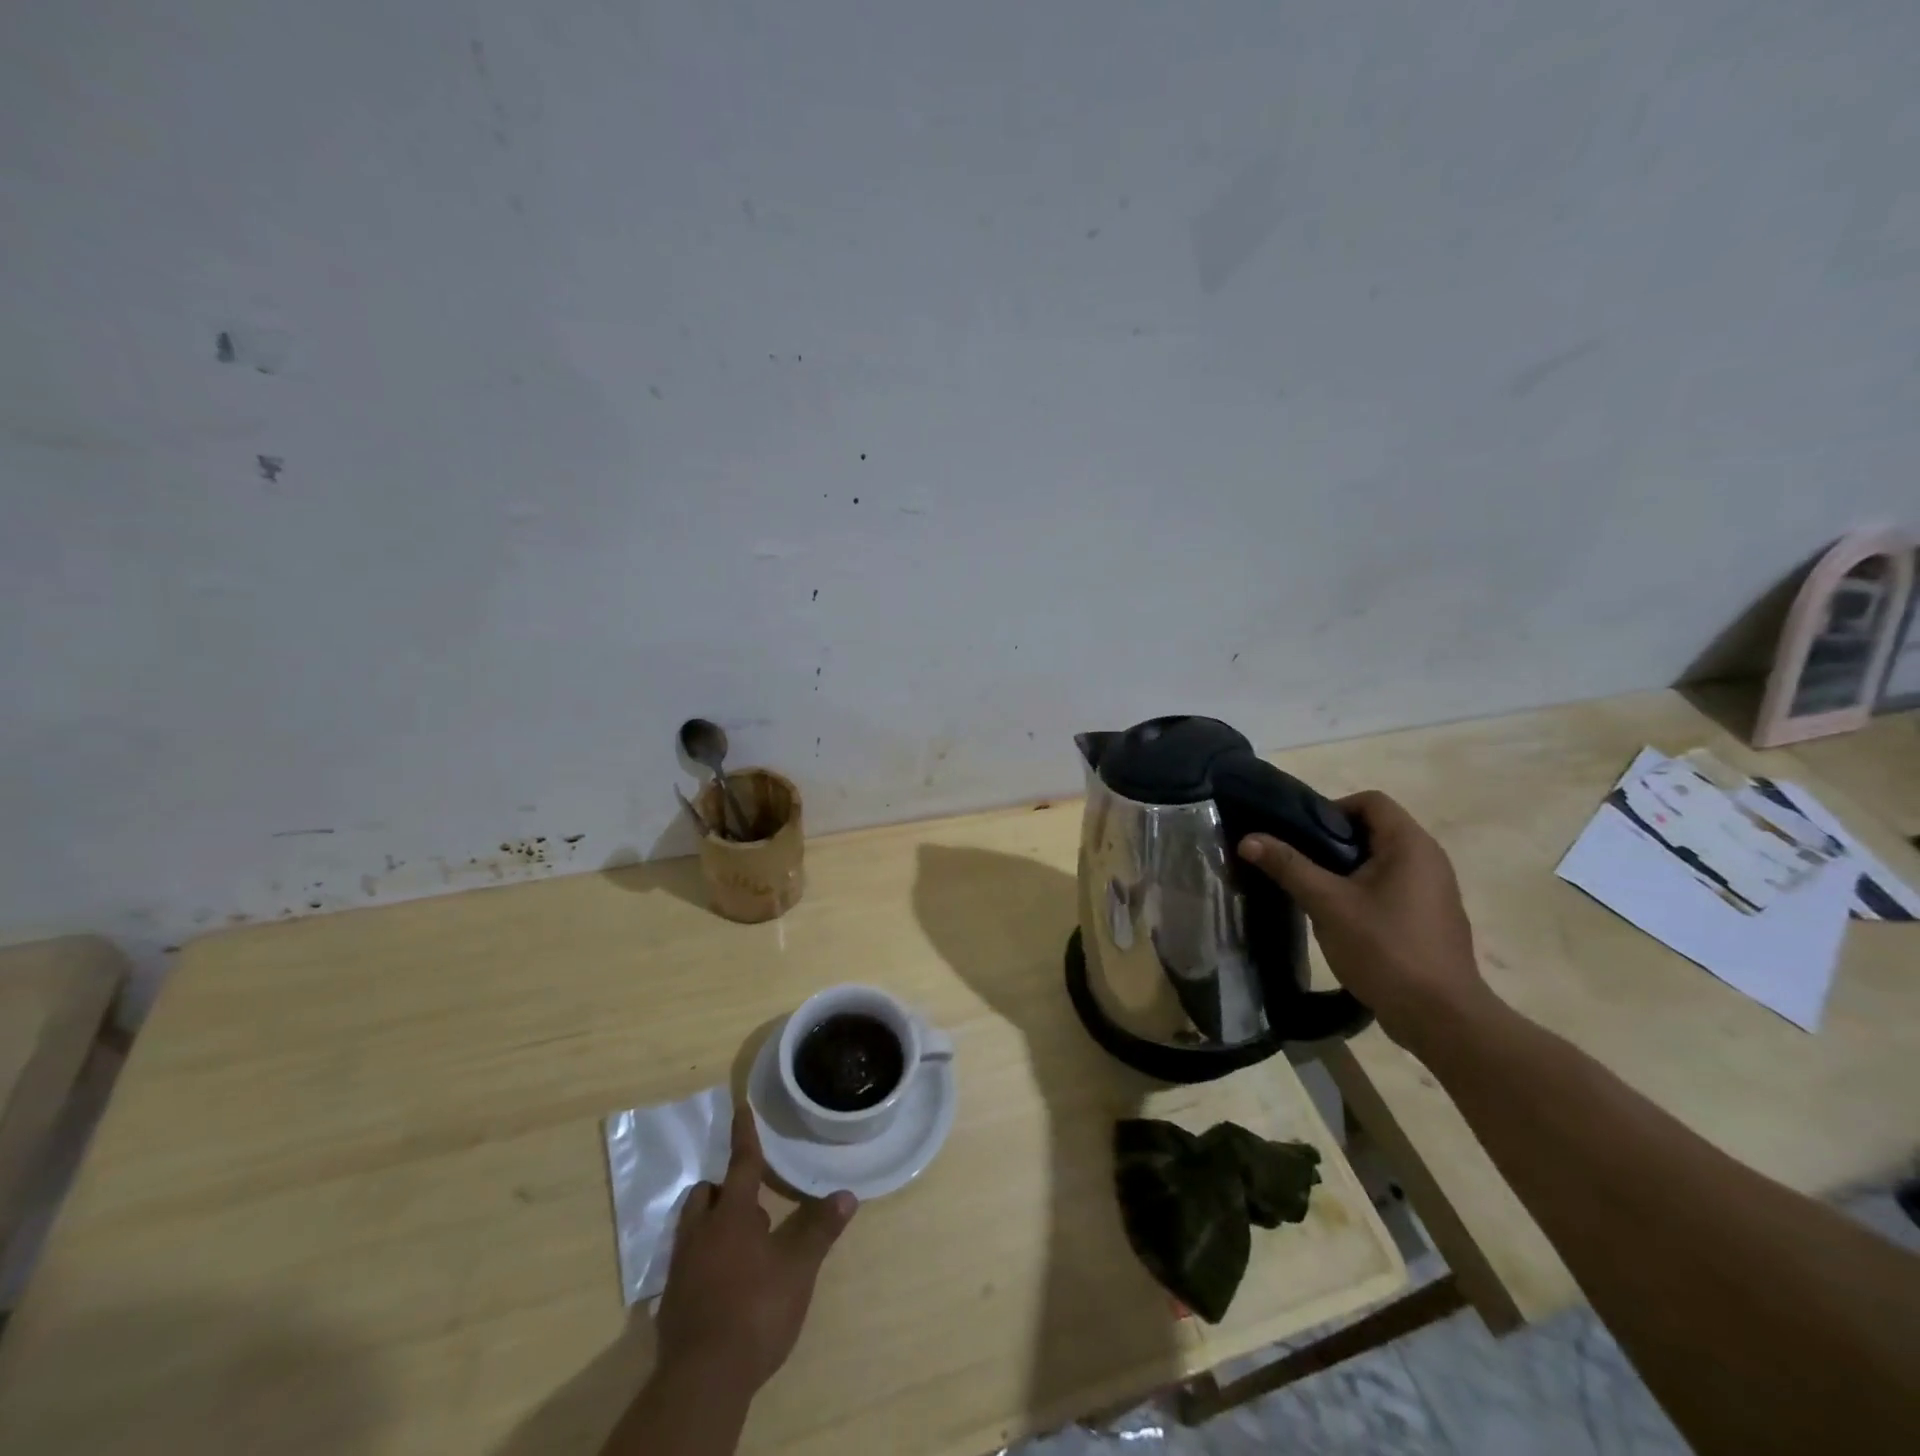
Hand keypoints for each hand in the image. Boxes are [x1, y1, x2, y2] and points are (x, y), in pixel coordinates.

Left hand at [655, 1103, 857, 1395]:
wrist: (703, 1380)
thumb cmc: (755, 1309)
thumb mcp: (798, 1268)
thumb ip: (820, 1229)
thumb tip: (848, 1194)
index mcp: (732, 1215)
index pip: (740, 1164)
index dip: (745, 1136)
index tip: (740, 1107)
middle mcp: (701, 1232)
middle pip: (706, 1194)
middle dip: (725, 1188)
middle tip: (752, 1200)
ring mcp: (682, 1268)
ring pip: (693, 1226)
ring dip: (714, 1222)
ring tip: (743, 1240)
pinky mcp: (673, 1301)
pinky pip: (688, 1261)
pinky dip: (705, 1257)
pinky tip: (727, 1280)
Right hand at [1238, 790, 1487, 1049]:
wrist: (1441, 1017)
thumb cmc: (1385, 949)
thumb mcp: (1328, 904)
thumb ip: (1288, 867)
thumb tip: (1248, 839)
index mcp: (1411, 845)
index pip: (1370, 802)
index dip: (1331, 809)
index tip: (1301, 836)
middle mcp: (1429, 859)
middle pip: (1374, 829)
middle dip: (1332, 841)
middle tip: (1299, 863)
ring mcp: (1434, 890)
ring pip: (1381, 860)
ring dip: (1346, 868)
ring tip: (1314, 891)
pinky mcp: (1431, 917)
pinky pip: (1392, 886)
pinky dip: (1364, 890)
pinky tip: (1341, 918)